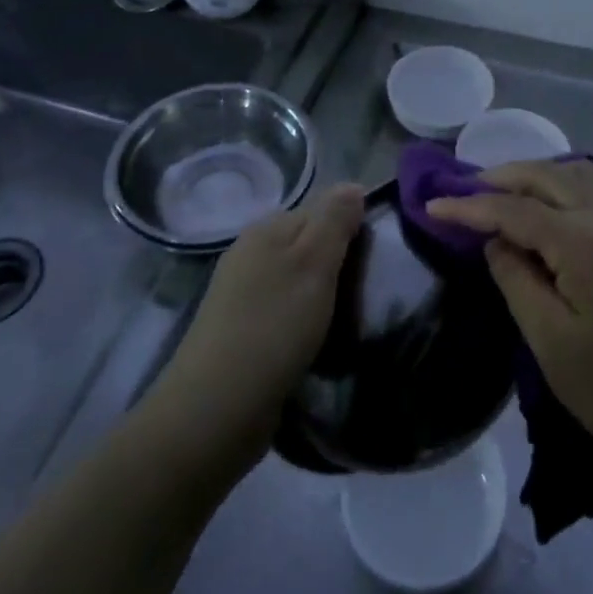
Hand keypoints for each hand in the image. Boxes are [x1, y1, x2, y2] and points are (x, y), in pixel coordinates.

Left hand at [151, 184, 365, 467]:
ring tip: (348, 318)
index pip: (321, 209)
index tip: (376, 258)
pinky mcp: (240, 332)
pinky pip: (284, 311)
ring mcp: (240, 294)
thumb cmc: (274, 326)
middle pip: (307, 243)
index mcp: (267, 229)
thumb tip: (353, 184)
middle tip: (368, 290)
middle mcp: (250, 252)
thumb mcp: (314, 263)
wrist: (215, 409)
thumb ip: (334, 220)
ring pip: (296, 279)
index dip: (351, 228)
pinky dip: (303, 320)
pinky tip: (317, 341)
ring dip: (321, 294)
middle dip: (337, 261)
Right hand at [428, 161, 592, 475]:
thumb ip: (516, 279)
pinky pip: (592, 189)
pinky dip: (559, 183)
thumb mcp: (550, 340)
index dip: (471, 206)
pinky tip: (542, 204)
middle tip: (461, 192)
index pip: (516, 210)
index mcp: (585, 243)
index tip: (432, 206)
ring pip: (573, 174)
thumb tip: (495, 241)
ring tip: (498, 192)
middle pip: (547, 176)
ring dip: (533, 175)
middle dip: (501, 178)